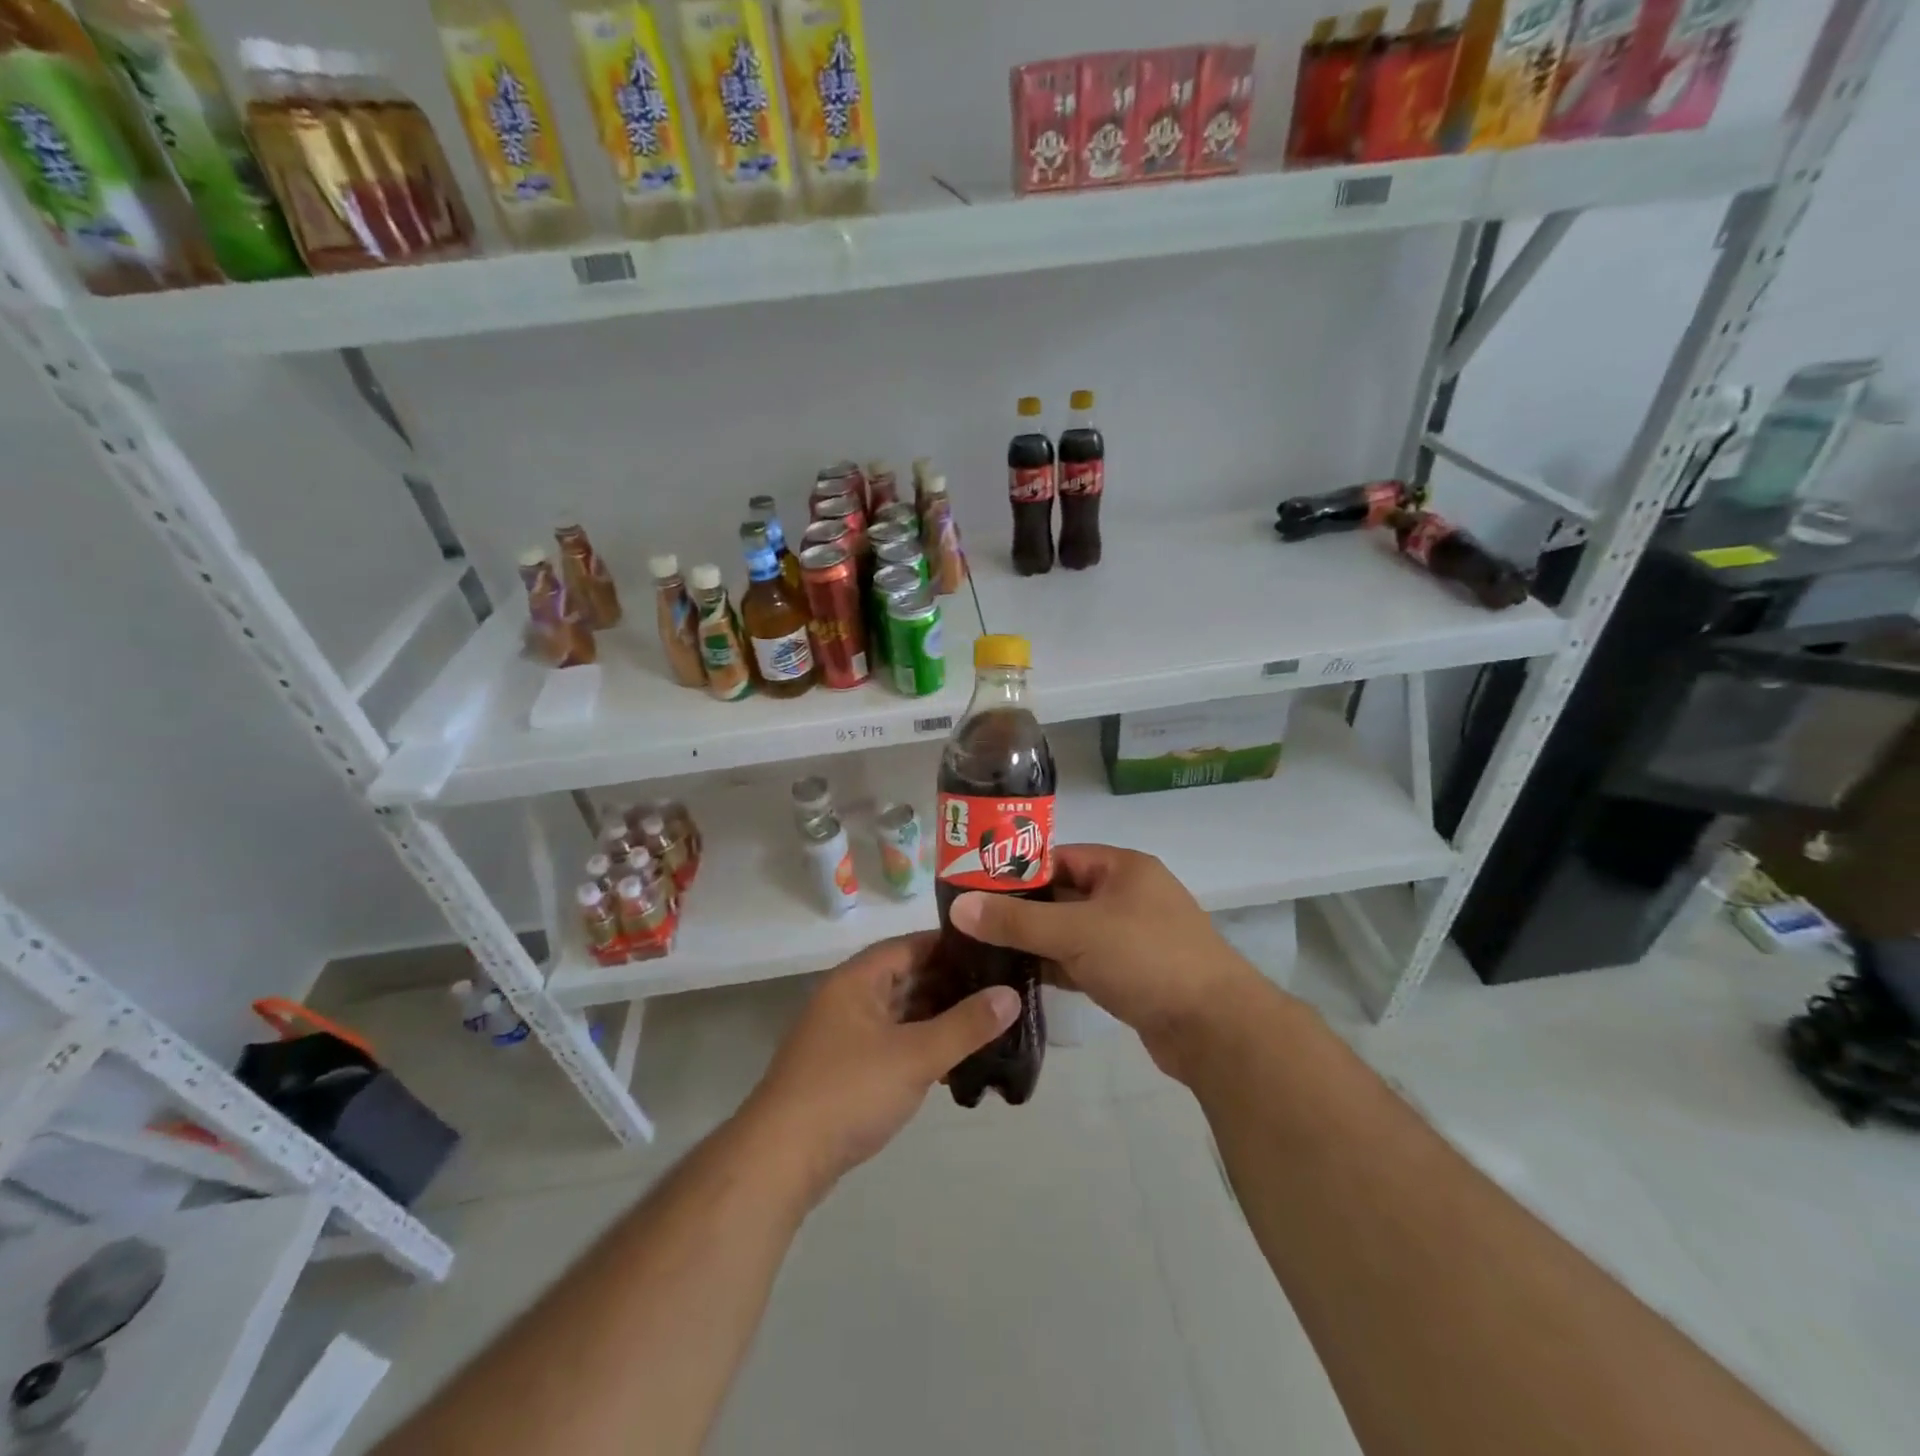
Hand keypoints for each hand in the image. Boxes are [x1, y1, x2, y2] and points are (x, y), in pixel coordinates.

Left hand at [741, 933, 1019, 1202]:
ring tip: (985, 1024)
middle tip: (999, 990)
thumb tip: (1011, 994)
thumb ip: (966, 1025)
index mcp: (857, 980)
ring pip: (899, 1013)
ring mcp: (843, 1034)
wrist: (781, 1159)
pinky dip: (919, 1045)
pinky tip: (951, 1061)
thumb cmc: (850, 1091)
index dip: (952, 946)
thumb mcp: (916, 1056)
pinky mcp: (843, 1068)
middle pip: (906, 977)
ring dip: (936, 1018)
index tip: (994, 951)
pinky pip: (890, 1042)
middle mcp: (847, 998)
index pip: (911, 945)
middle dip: (950, 984)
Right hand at [948, 844, 1263, 1074]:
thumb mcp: (1076, 932)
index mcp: (1122, 868)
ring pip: (1071, 931)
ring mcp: (1131, 937)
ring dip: (1036, 942)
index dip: (1017, 870)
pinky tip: (1020, 978)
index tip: (974, 887)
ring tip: (985, 950)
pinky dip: (1056, 967)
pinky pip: (1083, 961)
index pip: (1058, 858)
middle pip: (1062, 895)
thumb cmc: (1147, 960)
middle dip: (1021, 910)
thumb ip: (1016, 920)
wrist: (1215, 1029)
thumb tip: (959, 906)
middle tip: (972, 923)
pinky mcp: (1131, 973)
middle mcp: (1128, 895)